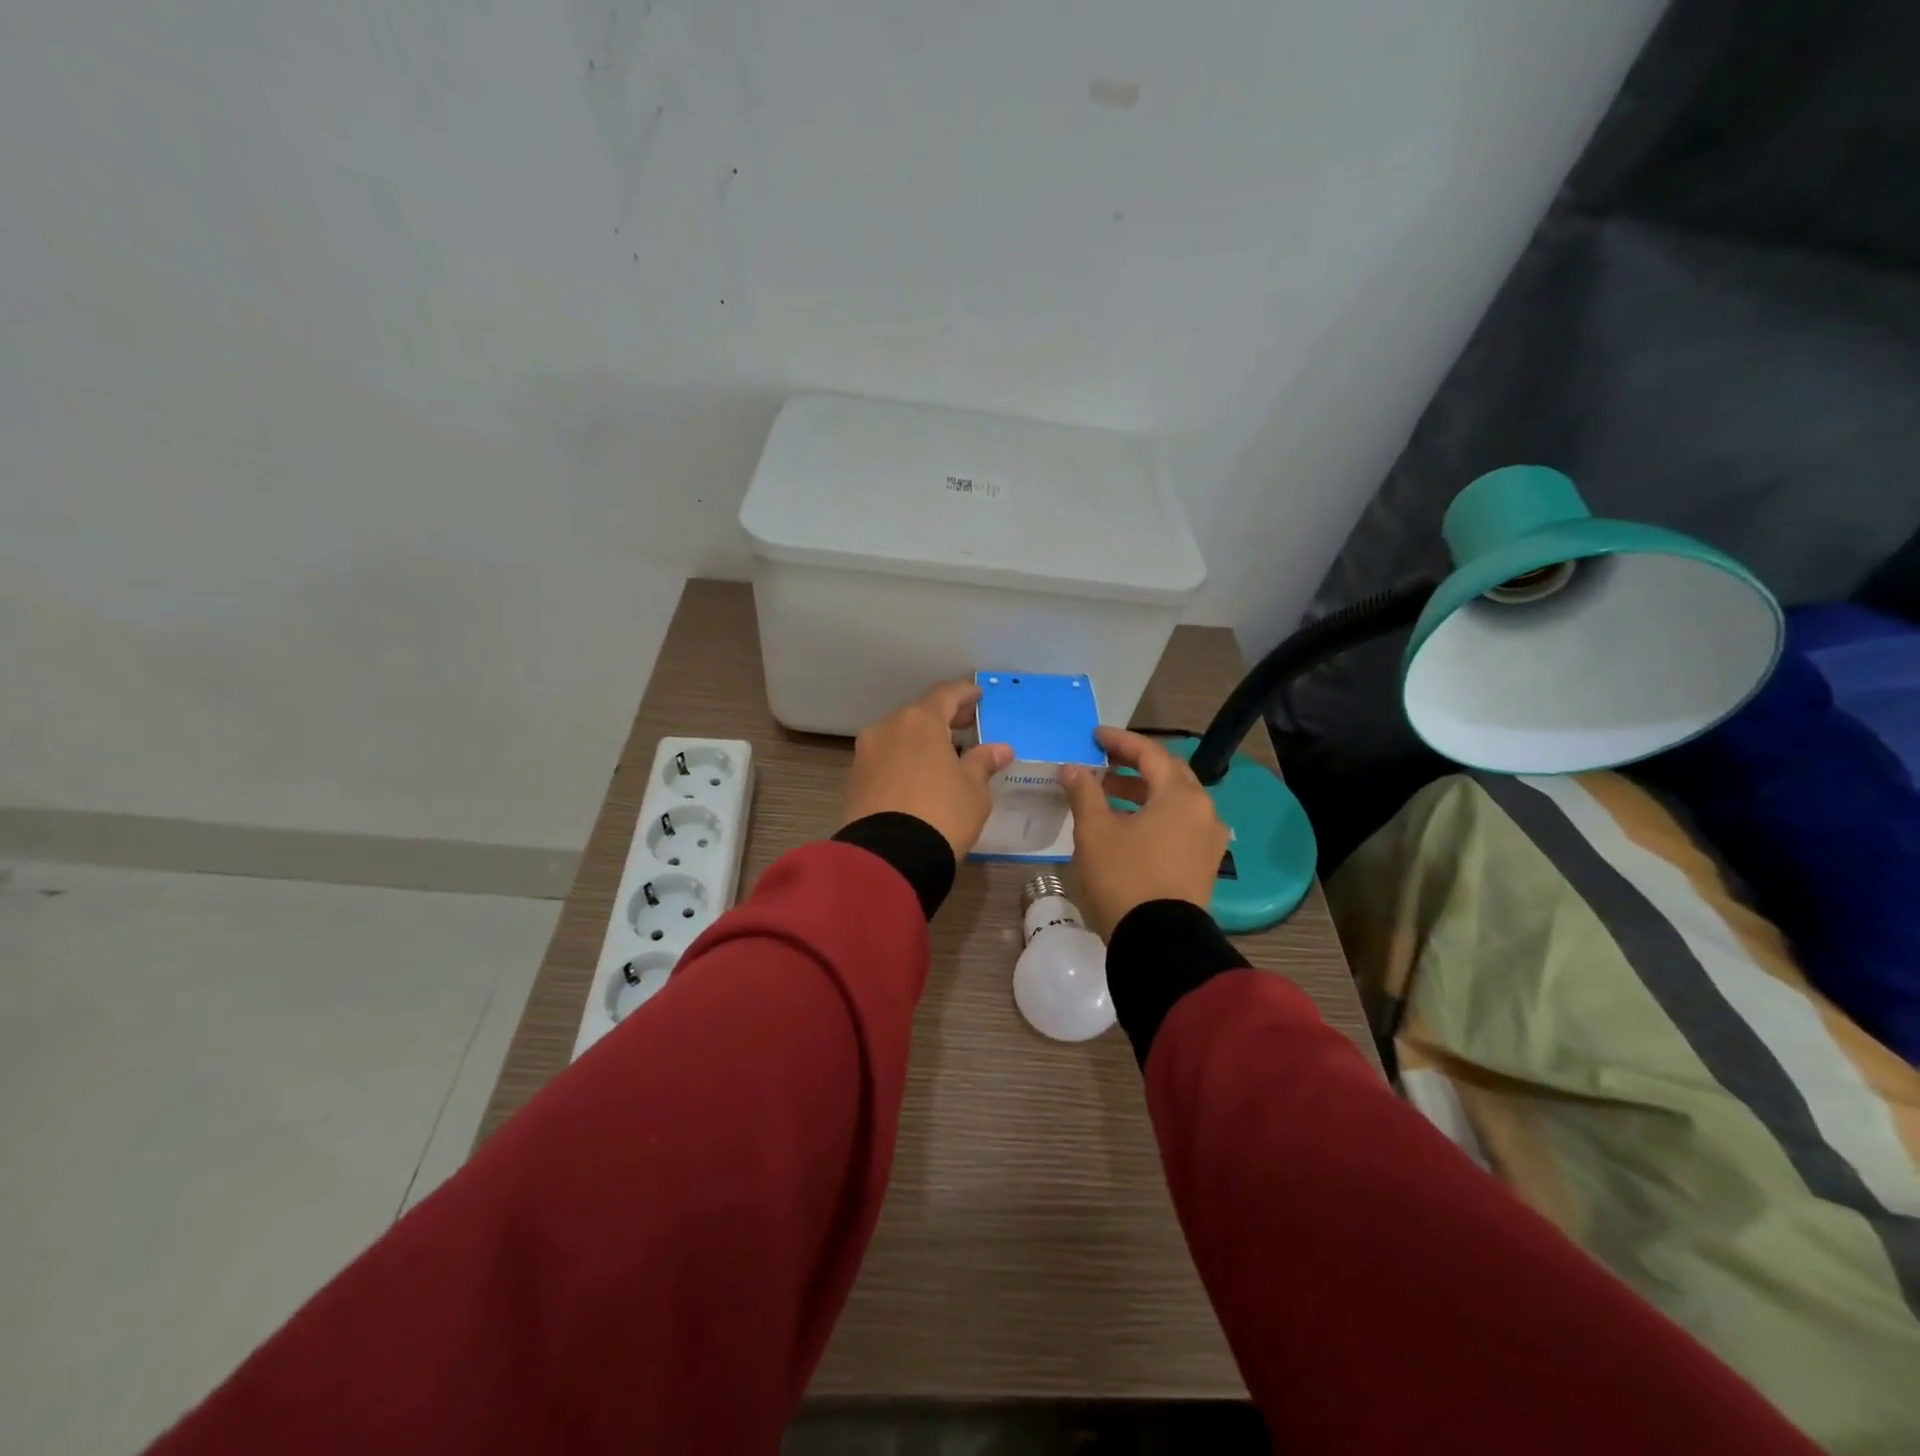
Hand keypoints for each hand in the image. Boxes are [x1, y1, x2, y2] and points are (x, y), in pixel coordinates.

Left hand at [841, 681, 1014, 861]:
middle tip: (965, 725)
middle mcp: (887, 728)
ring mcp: (865, 753)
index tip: (977, 696)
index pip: (945, 694)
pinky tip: (918, 776)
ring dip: (920, 740)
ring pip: (898, 736)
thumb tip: (1000, 749)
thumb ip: (983, 763)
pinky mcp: (853, 780)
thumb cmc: (941, 814)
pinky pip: (884, 759)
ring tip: (943, 755)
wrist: (888, 858)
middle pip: (918, 713)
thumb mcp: (973, 790)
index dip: (964, 693)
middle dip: (943, 718)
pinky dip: (903, 759)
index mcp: (919, 721)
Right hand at [1060, 727, 1228, 937]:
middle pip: (1167, 775)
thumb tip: (1073, 768)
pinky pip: (1178, 827)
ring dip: (1140, 793)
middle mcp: (1203, 812)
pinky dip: (1152, 817)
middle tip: (1102, 762)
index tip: (1095, 736)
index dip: (1120, 741)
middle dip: (1133, 766)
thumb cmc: (1124, 877)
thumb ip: (1085, 792)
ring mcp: (1207, 841)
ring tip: (1105, 795)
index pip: (1150, 754)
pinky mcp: (1203, 865)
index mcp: (1181, 796)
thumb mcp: (1095, 831)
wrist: (1158, 943)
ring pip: (1173, 803)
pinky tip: (1125, 826)